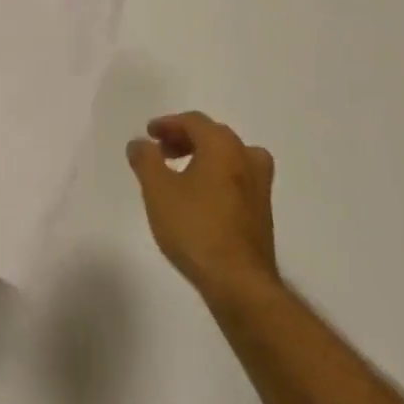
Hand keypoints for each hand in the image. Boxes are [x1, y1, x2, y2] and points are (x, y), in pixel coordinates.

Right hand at [127, 112, 278, 300]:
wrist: (238, 281)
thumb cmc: (194, 228)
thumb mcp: (157, 190)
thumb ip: (145, 159)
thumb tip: (141, 143)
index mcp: (223, 147)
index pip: (194, 121)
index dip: (168, 124)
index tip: (149, 134)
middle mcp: (247, 158)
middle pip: (214, 135)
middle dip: (185, 138)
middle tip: (161, 151)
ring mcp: (260, 186)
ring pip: (229, 156)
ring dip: (203, 156)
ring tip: (180, 172)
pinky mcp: (262, 211)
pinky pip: (237, 178)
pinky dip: (217, 175)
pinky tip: (200, 196)